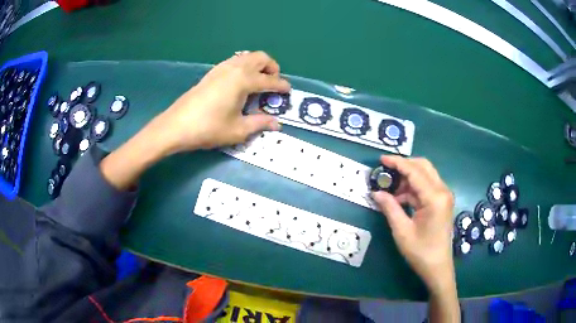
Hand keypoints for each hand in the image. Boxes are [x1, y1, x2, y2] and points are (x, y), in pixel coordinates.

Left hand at [156, 51, 290, 152]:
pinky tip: (240, 82)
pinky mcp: (212, 72)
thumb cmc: (209, 128)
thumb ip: (260, 123)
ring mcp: (222, 68)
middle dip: (272, 67)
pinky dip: (244, 66)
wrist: (176, 125)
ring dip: (258, 64)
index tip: (288, 92)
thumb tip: (277, 124)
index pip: (270, 80)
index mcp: (244, 80)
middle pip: (261, 57)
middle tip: (273, 83)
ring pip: (247, 56)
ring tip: (258, 81)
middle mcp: (235, 68)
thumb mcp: (238, 130)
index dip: (282, 86)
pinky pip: (234, 61)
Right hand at [371, 155, 454, 293]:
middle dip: (404, 166)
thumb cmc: (421, 252)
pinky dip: (413, 188)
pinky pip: (426, 187)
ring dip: (408, 178)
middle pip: (423, 167)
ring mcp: (444, 196)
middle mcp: (442, 191)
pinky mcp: (442, 202)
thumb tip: (376, 192)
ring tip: (390, 189)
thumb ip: (390, 208)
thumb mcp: (402, 231)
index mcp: (435, 197)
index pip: (415, 171)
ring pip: (425, 175)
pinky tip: (400, 199)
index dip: (397, 163)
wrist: (438, 267)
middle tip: (386, 171)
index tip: (381, 159)